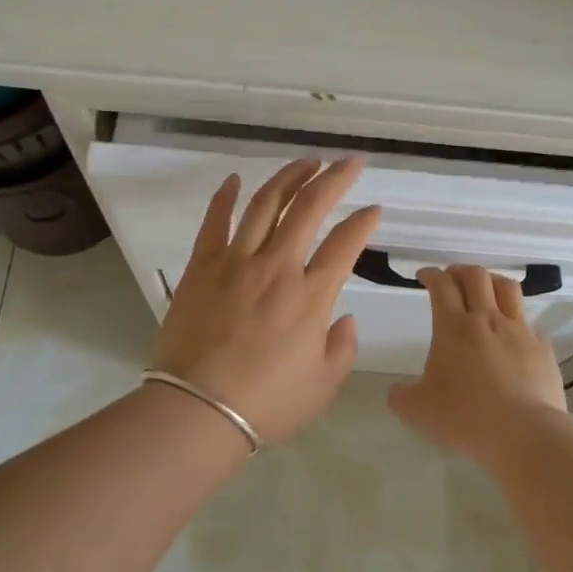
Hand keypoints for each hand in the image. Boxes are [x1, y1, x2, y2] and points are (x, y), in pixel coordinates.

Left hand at [152, 159, 381, 446]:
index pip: (346, 243)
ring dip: (289, 177)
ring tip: (306, 162)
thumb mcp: (323, 386)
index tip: (374, 210)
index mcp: (312, 295)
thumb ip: (342, 347)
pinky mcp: (202, 266)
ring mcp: (236, 261)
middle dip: (334, 178)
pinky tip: (235, 179)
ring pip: (266, 204)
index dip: (364, 221)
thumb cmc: (267, 403)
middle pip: (309, 207)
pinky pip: (215, 221)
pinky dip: (225, 196)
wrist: (198, 410)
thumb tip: (344, 318)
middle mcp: (278, 267)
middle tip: (350, 162)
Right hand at [387, 265, 565, 463]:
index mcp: (453, 327)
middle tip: (452, 278)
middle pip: (476, 276)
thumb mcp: (418, 411)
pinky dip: (518, 321)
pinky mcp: (543, 348)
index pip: (441, 285)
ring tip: (485, 290)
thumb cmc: (465, 417)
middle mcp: (487, 319)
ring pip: (508, 288)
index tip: (424, 276)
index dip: (431, 274)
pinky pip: (530, 324)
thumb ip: (401, 397)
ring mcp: (519, 331)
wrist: (523, 432)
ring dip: (492, 282)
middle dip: (460, 270)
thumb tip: (396, 391)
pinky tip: (514, 335)